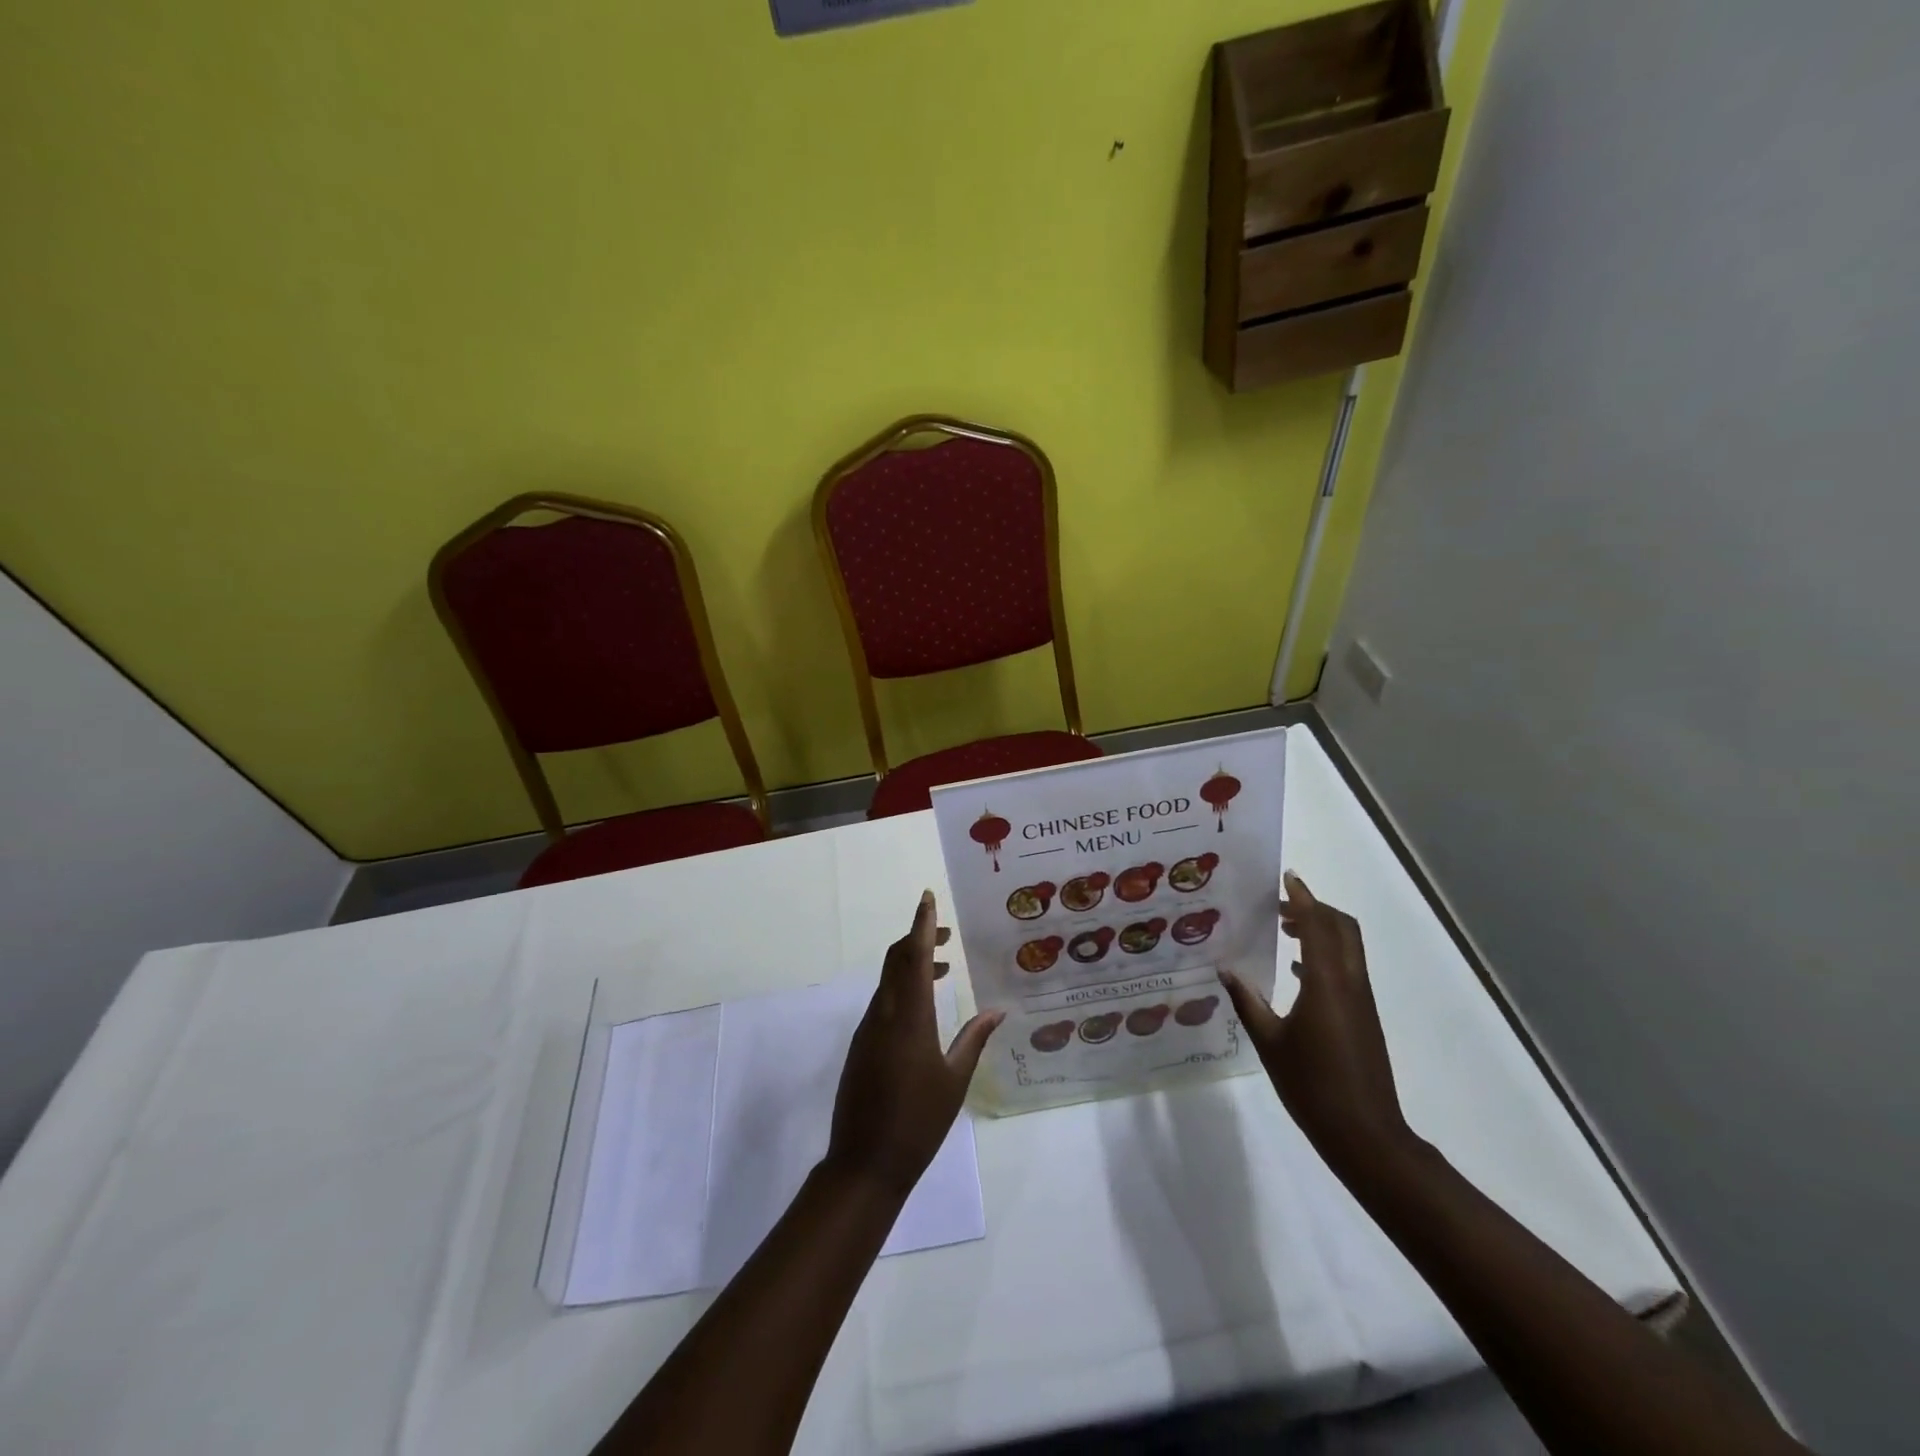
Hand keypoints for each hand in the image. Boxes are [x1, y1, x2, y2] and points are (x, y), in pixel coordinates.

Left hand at [825, 891, 1004, 1197]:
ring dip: (911, 966)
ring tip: (942, 970)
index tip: (927, 898)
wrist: (864, 1164)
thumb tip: (997, 1010)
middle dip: (918, 939)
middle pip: (896, 961)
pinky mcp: (860, 1046)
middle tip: (946, 935)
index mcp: (909, 1018)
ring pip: (888, 981)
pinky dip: (902, 990)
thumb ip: (974, 1039)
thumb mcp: (955, 1080)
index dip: (922, 925)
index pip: (914, 957)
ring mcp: (867, 1030)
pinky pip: (882, 1002)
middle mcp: (883, 1014)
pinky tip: (922, 1008)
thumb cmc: (918, 1122)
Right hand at [1220, 871, 1413, 1180]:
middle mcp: (1350, 984)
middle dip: (1315, 909)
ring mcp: (1361, 1001)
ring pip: (1347, 948)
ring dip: (1321, 931)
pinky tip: (1297, 972)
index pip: (1318, 925)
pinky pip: (1346, 969)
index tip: (1287, 878)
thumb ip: (1247, 1001)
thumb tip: (1225, 969)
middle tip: (1281, 905)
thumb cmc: (1312, 1086)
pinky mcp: (1363, 1017)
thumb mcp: (1269, 1042)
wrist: (1365, 1134)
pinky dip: (1325, 955)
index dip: (1303, 898)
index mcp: (1326, 984)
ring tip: (1285, 931)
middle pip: (1342, 928)